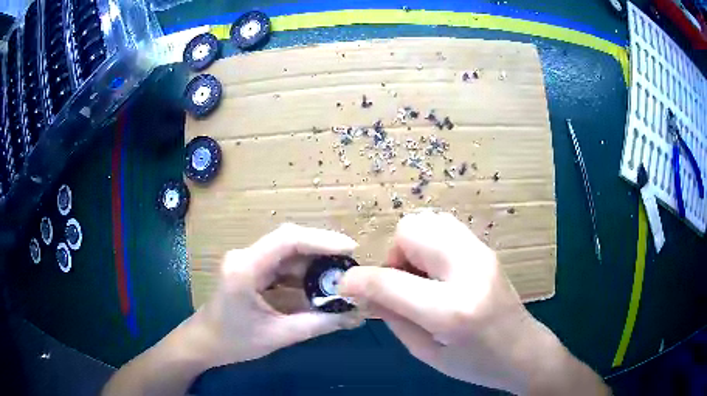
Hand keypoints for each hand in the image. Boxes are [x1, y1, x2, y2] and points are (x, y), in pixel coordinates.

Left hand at [181, 224, 363, 367]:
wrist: (203, 343)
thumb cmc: (233, 341)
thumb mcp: (278, 336)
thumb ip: (318, 325)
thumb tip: (354, 317)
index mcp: (245, 268)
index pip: (287, 240)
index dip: (322, 240)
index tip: (351, 249)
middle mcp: (245, 256)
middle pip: (289, 240)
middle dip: (322, 249)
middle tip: (351, 263)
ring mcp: (247, 260)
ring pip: (287, 250)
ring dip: (314, 260)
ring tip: (341, 274)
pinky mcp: (251, 268)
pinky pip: (282, 262)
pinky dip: (303, 270)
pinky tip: (320, 282)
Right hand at [339, 211, 605, 394]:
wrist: (522, 349)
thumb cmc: (474, 363)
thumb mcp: (425, 352)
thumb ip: (391, 317)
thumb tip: (362, 290)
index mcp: (451, 310)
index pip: (390, 280)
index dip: (358, 281)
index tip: (345, 286)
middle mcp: (469, 271)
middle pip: (411, 230)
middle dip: (393, 255)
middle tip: (400, 284)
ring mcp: (481, 253)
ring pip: (428, 221)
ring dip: (411, 246)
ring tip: (418, 277)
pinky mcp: (485, 248)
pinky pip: (444, 228)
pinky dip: (429, 244)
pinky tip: (436, 272)